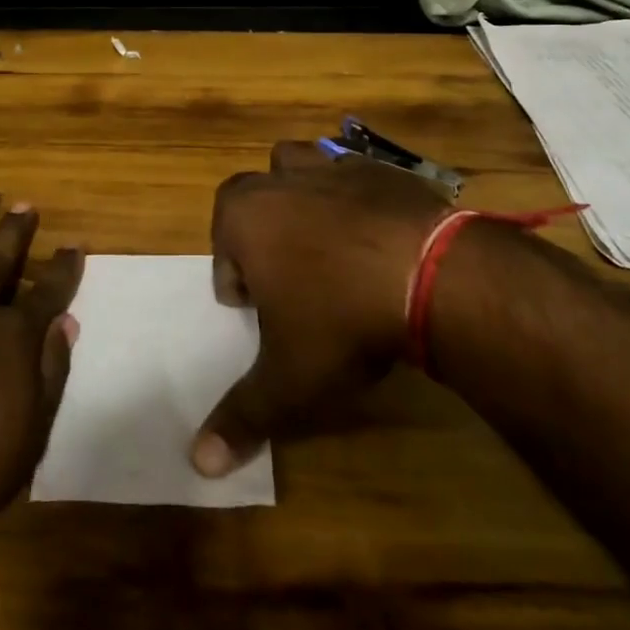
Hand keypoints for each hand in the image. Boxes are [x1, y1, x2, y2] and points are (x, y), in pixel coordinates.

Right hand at [191, 141, 452, 477]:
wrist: (432, 274)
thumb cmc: (342, 321)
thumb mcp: (289, 381)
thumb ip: (242, 416)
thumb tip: (197, 463)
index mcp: (245, 217)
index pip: (221, 243)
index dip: (235, 279)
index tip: (258, 311)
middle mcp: (281, 180)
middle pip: (254, 197)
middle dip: (261, 230)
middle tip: (288, 277)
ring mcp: (334, 166)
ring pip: (298, 165)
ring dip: (301, 195)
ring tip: (325, 241)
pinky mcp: (381, 167)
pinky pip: (354, 174)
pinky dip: (356, 198)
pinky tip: (380, 239)